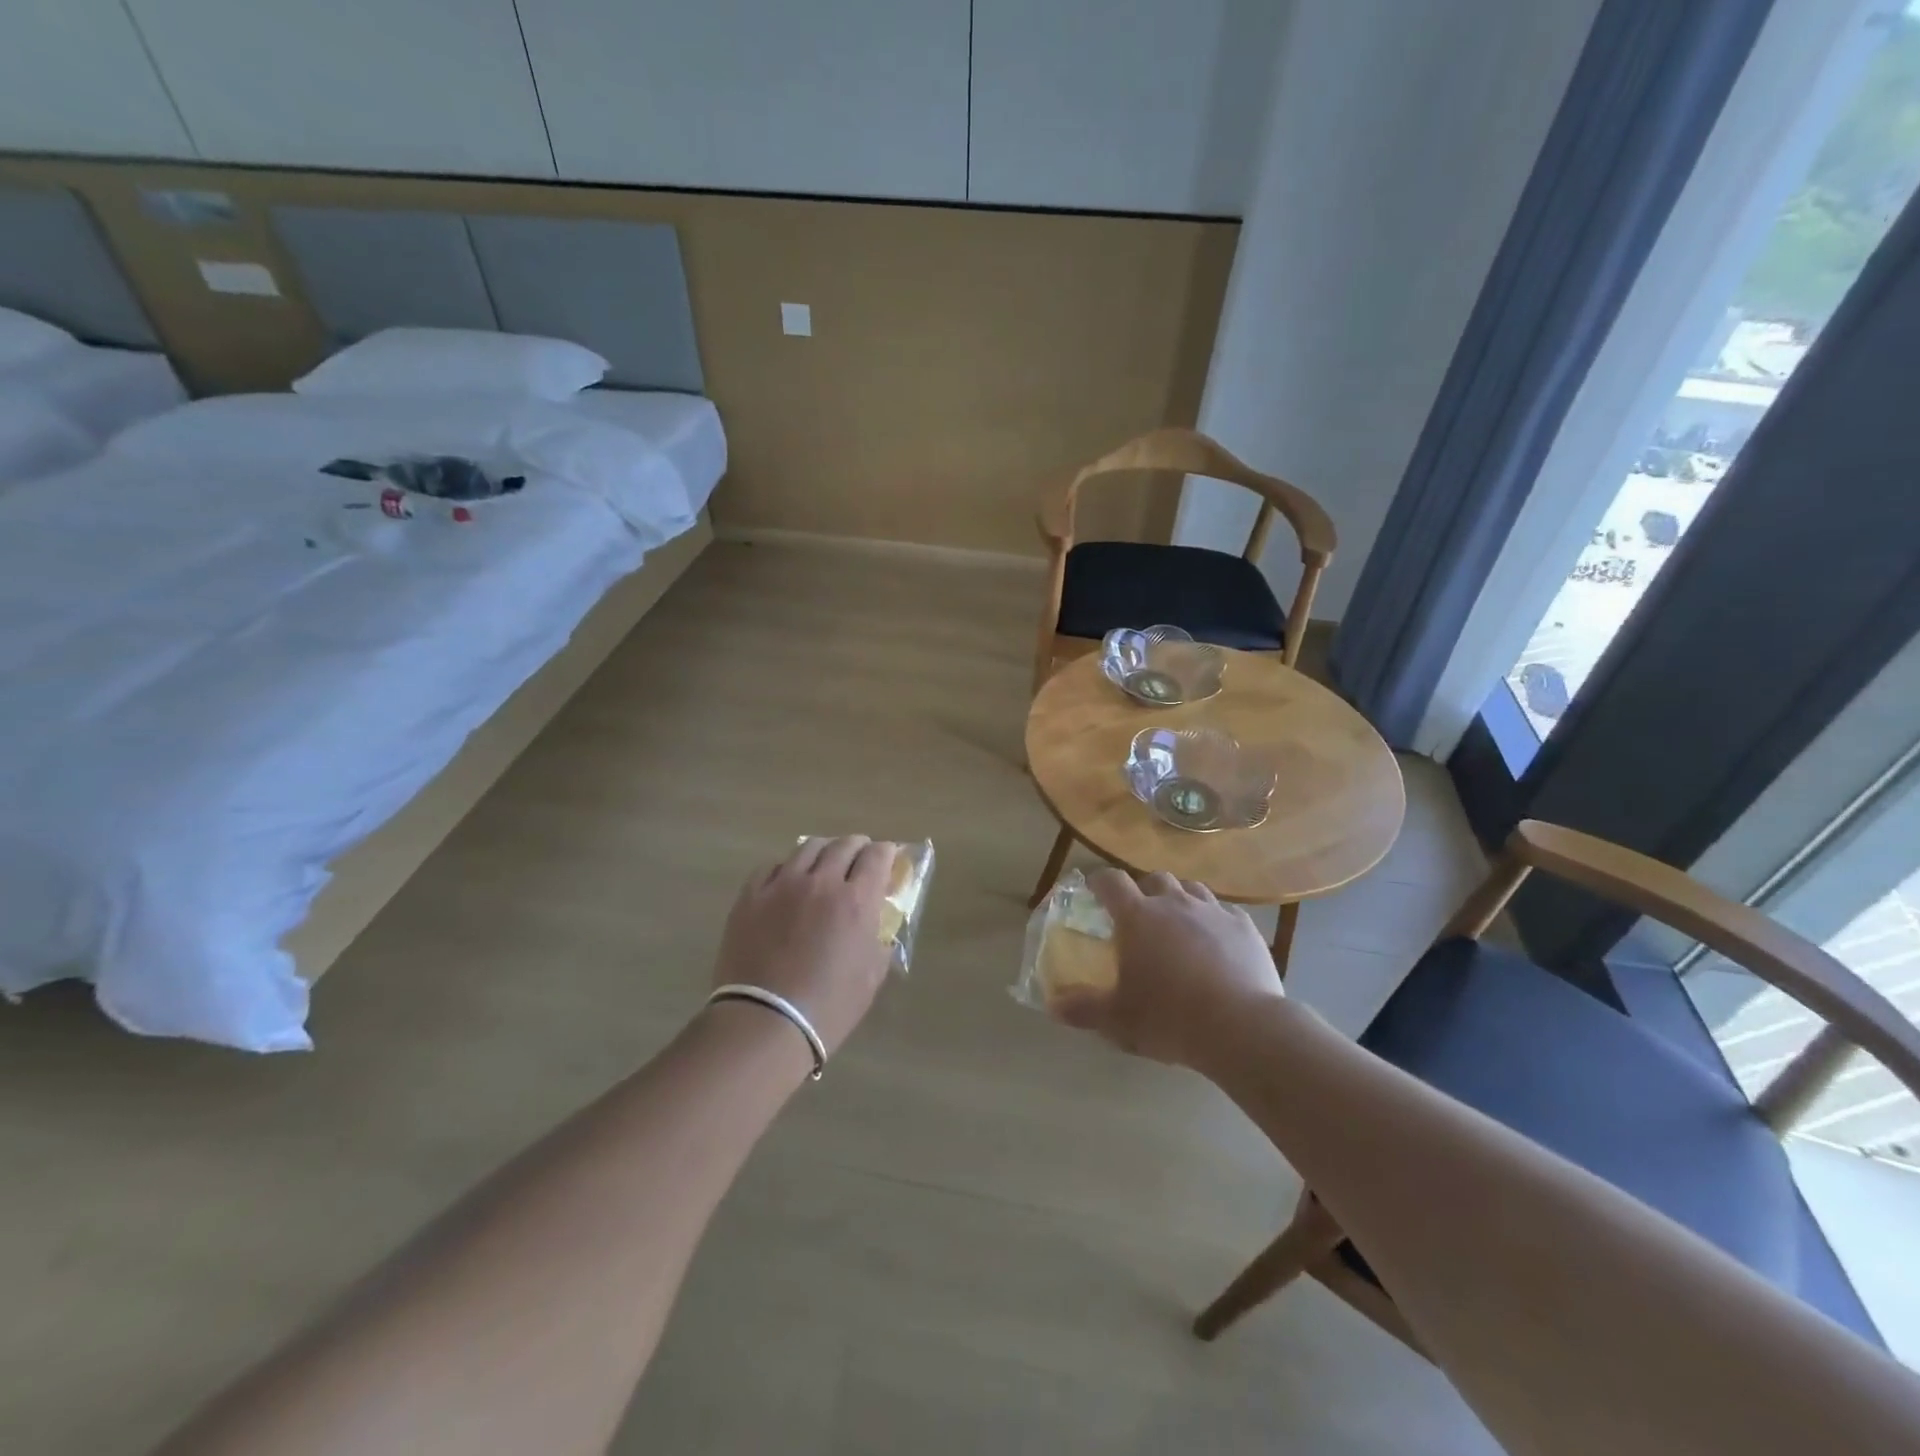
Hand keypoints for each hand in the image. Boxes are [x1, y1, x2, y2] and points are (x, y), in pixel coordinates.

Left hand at [711, 837, 896, 1056]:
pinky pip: (772, 866)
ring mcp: (782, 885)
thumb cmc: (828, 1007)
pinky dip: (787, 868)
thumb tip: (877, 925)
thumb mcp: (871, 976)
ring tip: (824, 865)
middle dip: (858, 847)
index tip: (887, 860)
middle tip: (859, 860)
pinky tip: (788, 882)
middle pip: (844, 844)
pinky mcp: (750, 895)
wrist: (764, 1023)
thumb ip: (879, 941)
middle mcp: (821, 882)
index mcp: (857, 900)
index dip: (886, 853)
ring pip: (808, 847)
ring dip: (824, 851)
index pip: (878, 855)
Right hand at [1051, 869, 1282, 1068]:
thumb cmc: (1170, 1018)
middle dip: (1144, 892)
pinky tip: (1216, 944)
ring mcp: (1213, 911)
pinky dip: (1214, 921)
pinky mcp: (1245, 927)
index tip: (1094, 892)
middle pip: (1154, 880)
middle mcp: (1174, 903)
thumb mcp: (1118, 1020)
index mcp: (1137, 916)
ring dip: (1179, 900)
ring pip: (1191, 889)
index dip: (1099, 882)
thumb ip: (1083, 1008)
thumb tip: (1052, 1006)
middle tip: (1139, 918)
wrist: (1242, 1028)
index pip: (1111, 881)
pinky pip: (1224, 912)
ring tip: (1178, 926)